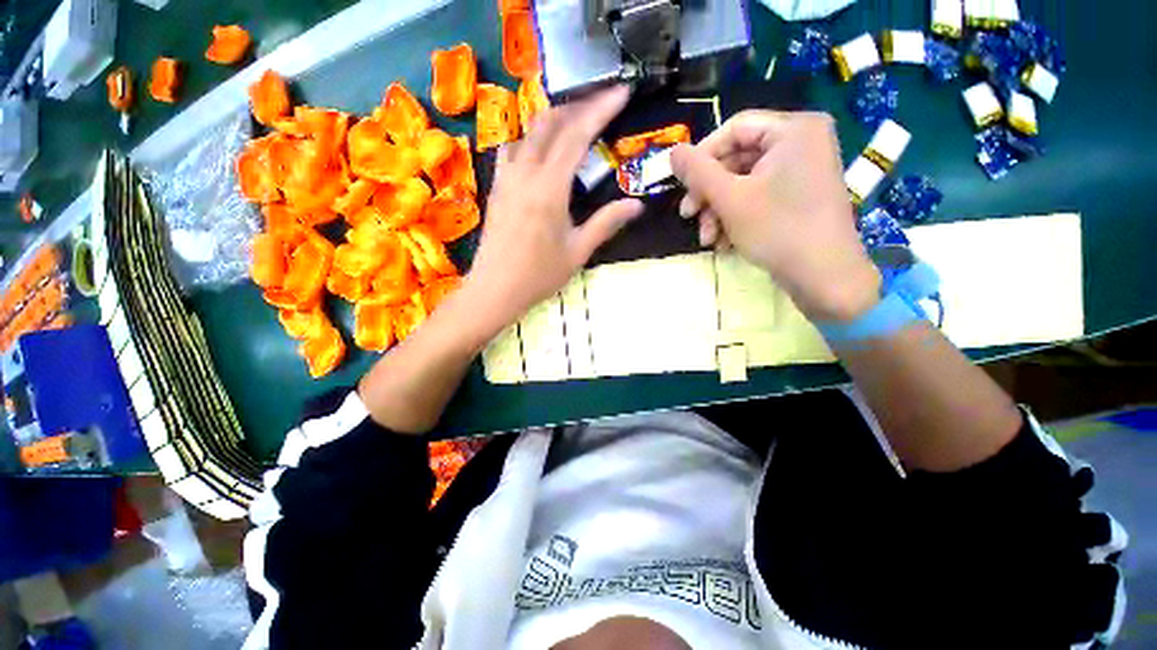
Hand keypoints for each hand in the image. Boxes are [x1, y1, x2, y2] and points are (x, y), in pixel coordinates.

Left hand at [464, 86, 643, 332]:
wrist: (495, 290)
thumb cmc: (539, 275)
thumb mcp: (578, 252)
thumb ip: (606, 223)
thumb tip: (637, 205)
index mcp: (550, 189)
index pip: (577, 136)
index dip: (600, 109)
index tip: (621, 92)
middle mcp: (525, 174)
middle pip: (550, 124)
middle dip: (577, 107)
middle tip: (600, 106)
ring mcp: (506, 179)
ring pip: (528, 133)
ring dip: (553, 121)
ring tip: (573, 124)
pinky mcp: (496, 188)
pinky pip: (512, 150)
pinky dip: (531, 140)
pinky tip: (540, 153)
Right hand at [670, 111, 880, 321]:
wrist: (823, 277)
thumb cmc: (777, 229)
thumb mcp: (730, 199)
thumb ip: (698, 172)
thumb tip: (672, 151)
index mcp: (793, 130)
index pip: (734, 129)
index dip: (702, 156)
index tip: (681, 184)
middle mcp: (801, 143)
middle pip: (737, 159)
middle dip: (709, 193)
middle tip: (688, 216)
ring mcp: (801, 171)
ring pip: (743, 183)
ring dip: (718, 211)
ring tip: (707, 239)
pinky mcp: (798, 196)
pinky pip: (757, 197)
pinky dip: (736, 218)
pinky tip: (723, 243)